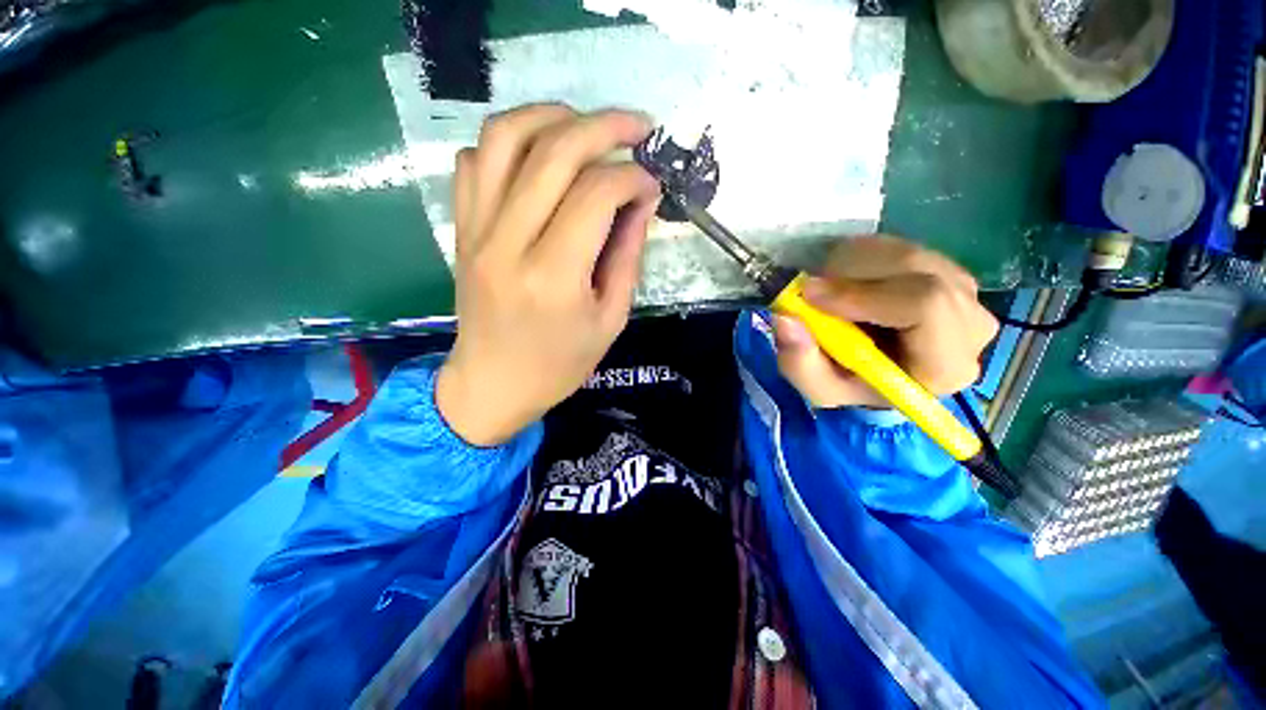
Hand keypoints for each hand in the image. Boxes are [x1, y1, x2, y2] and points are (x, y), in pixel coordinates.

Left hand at [435, 104, 661, 445]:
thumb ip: (627, 254)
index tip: (652, 183)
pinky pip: (474, 161)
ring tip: (586, 126)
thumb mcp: (611, 318)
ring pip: (504, 138)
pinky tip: (538, 157)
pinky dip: (509, 143)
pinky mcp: (461, 230)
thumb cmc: (560, 363)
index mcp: (553, 277)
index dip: (632, 177)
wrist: (493, 384)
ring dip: (551, 117)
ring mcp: (476, 231)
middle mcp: (508, 243)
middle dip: (604, 126)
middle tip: (637, 126)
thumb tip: (641, 199)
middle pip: (553, 153)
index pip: (596, 195)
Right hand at [772, 235, 998, 408]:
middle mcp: (971, 322)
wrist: (878, 372)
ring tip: (826, 291)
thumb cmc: (851, 385)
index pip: (925, 305)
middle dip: (850, 274)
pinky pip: (899, 246)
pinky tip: (847, 282)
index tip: (809, 295)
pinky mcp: (947, 268)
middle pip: (915, 269)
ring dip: (850, 265)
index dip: (862, 294)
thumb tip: (786, 318)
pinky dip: (859, 257)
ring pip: (903, 252)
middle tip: (810, 290)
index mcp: (945, 364)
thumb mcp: (818, 387)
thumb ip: (799, 362)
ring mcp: (964, 289)